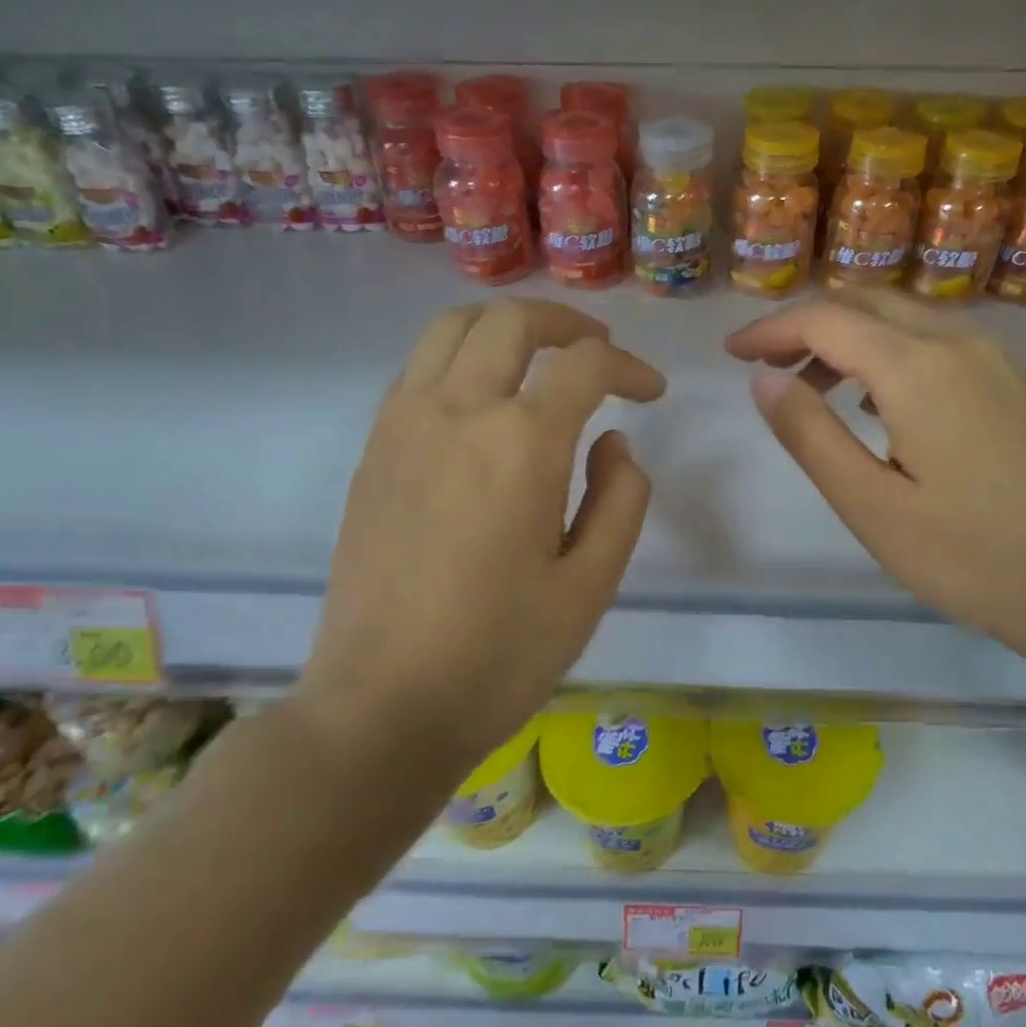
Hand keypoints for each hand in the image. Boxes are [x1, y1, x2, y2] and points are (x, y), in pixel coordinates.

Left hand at [298, 299, 665, 758]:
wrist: (381, 705)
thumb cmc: (498, 656)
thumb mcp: (589, 587)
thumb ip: (620, 500)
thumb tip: (613, 443)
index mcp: (520, 444)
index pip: (586, 365)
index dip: (630, 367)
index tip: (652, 392)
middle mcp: (457, 411)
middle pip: (513, 321)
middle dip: (568, 323)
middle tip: (599, 352)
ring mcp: (403, 424)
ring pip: (452, 327)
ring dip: (506, 327)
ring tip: (540, 356)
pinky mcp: (373, 448)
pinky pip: (419, 367)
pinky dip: (461, 356)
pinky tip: (483, 399)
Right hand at [725, 290, 1025, 667]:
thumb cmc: (968, 556)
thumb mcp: (869, 504)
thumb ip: (809, 434)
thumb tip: (763, 379)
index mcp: (917, 368)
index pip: (825, 319)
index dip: (770, 330)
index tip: (730, 354)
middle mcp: (956, 343)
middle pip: (864, 301)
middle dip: (805, 323)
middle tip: (762, 364)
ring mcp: (990, 359)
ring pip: (899, 317)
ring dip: (844, 337)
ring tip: (806, 387)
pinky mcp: (1007, 382)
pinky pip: (930, 342)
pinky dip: (883, 352)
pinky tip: (869, 401)